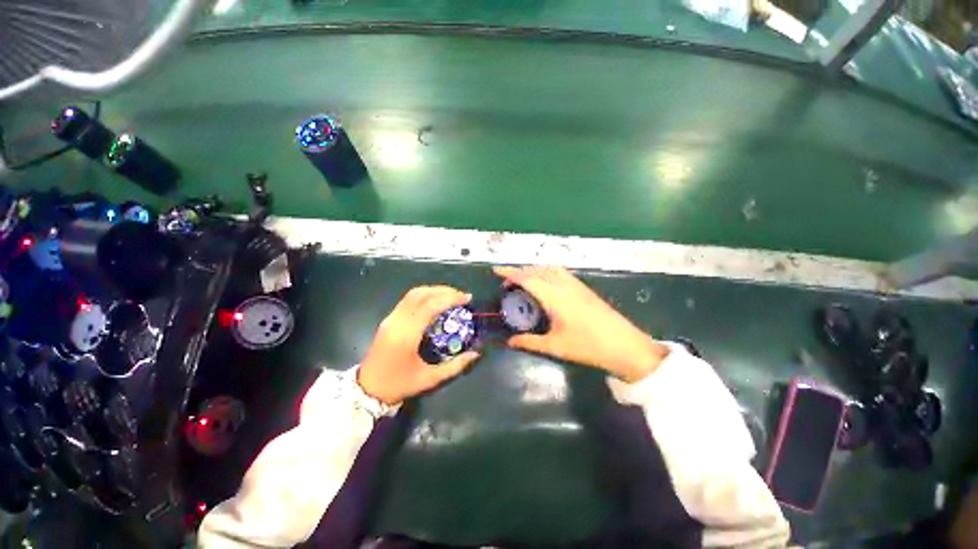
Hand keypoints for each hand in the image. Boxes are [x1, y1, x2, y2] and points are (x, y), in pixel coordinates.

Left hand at [358, 286, 479, 404]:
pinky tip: (436, 301)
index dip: (450, 298)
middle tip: (461, 295)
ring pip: (413, 294)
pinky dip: (425, 295)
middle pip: (422, 294)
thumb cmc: (399, 385)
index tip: (466, 298)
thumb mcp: (430, 379)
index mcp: (407, 335)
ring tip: (451, 295)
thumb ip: (455, 366)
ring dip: (434, 290)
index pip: (430, 306)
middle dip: (444, 291)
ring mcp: (390, 318)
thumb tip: (476, 353)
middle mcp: (397, 321)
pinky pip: (408, 299)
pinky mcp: (388, 319)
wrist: (366, 390)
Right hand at [494, 266, 668, 382]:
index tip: (496, 270)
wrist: (626, 346)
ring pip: (549, 269)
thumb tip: (510, 341)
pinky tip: (546, 284)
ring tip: (524, 281)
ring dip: (534, 271)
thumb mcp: (555, 346)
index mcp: (554, 297)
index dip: (510, 273)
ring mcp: (576, 285)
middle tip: (507, 283)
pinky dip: (547, 273)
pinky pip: (560, 273)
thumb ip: (529, 342)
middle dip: (519, 272)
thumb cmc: (588, 346)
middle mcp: (564, 285)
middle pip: (537, 271)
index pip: (527, 279)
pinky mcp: (584, 288)